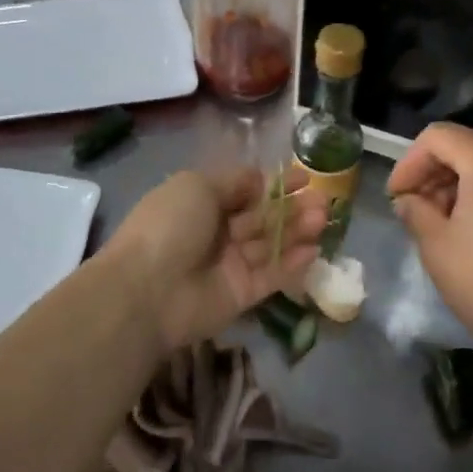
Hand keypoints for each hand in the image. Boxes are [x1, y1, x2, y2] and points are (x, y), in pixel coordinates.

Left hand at [103, 166, 326, 351]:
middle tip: (323, 200)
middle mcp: (218, 233)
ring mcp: (230, 265)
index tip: (304, 177)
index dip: (274, 184)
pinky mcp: (241, 295)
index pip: (246, 191)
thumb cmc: (170, 226)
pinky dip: (293, 263)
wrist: (147, 289)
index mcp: (202, 204)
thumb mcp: (197, 186)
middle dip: (293, 207)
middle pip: (263, 218)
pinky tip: (315, 250)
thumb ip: (234, 182)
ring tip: (325, 218)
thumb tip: (260, 180)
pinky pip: (272, 276)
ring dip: (298, 230)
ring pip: (271, 245)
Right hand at [387, 123, 472, 358]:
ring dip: (455, 186)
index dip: (408, 164)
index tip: (395, 197)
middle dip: (432, 175)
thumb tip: (408, 200)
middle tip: (411, 211)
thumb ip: (415, 210)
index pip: (436, 138)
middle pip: (463, 147)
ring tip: (436, 224)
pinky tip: (467, 229)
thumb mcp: (435, 244)